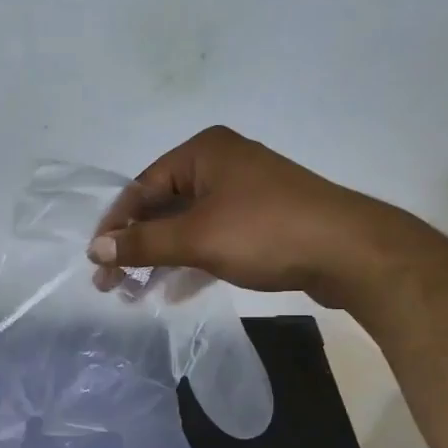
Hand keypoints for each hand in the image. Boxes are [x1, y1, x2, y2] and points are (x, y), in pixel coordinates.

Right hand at [86, 126, 418, 307]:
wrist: (351, 253)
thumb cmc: (266, 232)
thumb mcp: (196, 238)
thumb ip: (143, 243)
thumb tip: (96, 251)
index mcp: (203, 153)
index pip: (141, 187)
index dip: (115, 226)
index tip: (96, 263)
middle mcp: (221, 165)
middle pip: (162, 207)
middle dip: (136, 247)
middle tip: (112, 285)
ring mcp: (243, 193)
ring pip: (187, 226)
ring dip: (160, 259)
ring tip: (136, 294)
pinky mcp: (261, 221)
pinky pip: (212, 238)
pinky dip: (191, 262)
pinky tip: (174, 292)